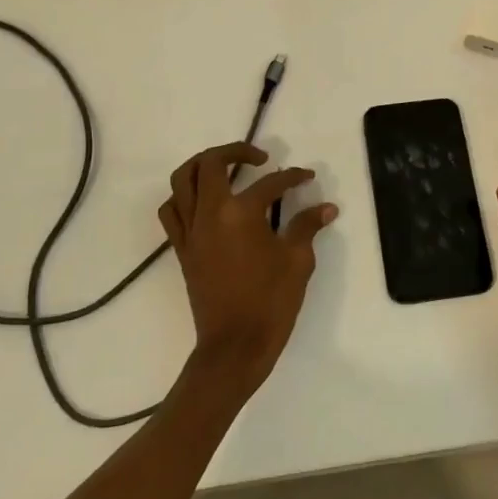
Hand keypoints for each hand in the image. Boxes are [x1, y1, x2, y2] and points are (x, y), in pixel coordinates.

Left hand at [158, 142, 337, 388]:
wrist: (234, 347)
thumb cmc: (270, 302)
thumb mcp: (297, 261)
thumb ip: (307, 227)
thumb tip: (326, 207)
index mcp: (241, 213)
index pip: (270, 183)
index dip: (292, 177)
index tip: (307, 177)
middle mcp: (210, 213)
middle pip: (211, 163)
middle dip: (236, 151)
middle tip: (260, 159)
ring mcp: (191, 231)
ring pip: (183, 180)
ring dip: (203, 166)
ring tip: (226, 169)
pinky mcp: (182, 249)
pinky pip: (171, 211)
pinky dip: (184, 196)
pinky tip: (204, 201)